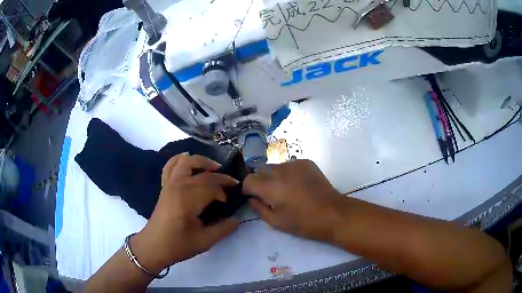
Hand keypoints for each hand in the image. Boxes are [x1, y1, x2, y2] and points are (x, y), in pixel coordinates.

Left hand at [131, 154, 239, 272]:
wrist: (154, 246)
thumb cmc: (178, 245)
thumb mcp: (204, 241)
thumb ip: (223, 229)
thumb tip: (236, 219)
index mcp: (189, 198)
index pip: (213, 186)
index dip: (224, 193)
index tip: (229, 204)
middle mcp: (179, 185)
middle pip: (203, 173)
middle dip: (221, 177)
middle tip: (232, 185)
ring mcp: (170, 183)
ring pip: (186, 161)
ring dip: (201, 161)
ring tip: (213, 168)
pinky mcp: (165, 186)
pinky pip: (171, 165)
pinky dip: (180, 159)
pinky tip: (188, 160)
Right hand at [243, 159, 346, 242]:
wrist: (333, 213)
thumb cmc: (303, 222)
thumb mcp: (276, 222)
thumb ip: (259, 208)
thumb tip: (251, 198)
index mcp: (271, 187)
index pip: (248, 179)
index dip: (247, 188)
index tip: (252, 196)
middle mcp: (280, 170)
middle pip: (261, 170)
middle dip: (260, 181)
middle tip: (269, 195)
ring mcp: (295, 164)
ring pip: (275, 166)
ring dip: (274, 176)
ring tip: (285, 190)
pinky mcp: (306, 162)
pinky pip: (289, 165)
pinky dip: (288, 173)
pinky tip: (298, 185)